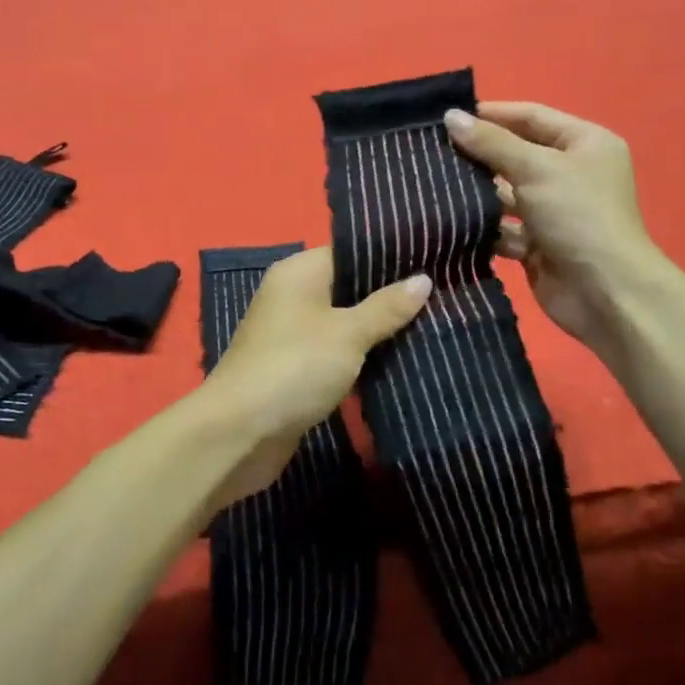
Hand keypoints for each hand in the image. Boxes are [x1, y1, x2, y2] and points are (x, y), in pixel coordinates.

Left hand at [200, 247, 429, 505]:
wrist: (240, 433)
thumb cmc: (295, 367)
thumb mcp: (348, 333)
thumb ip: (386, 307)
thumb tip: (423, 279)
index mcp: (299, 273)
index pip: (350, 251)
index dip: (390, 256)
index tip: (434, 258)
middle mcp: (292, 296)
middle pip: (349, 287)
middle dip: (390, 295)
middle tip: (444, 294)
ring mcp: (292, 335)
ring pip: (345, 323)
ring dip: (379, 329)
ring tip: (434, 324)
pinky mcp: (296, 370)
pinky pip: (337, 353)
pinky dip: (362, 357)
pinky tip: (401, 359)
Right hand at [444, 102, 656, 359]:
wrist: (605, 292)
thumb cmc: (578, 216)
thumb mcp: (536, 168)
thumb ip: (492, 143)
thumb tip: (451, 117)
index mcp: (584, 144)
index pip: (532, 116)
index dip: (492, 114)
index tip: (449, 116)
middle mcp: (571, 173)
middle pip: (517, 155)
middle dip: (479, 155)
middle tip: (432, 151)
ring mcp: (554, 211)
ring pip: (507, 193)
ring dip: (477, 193)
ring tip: (434, 185)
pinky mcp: (538, 244)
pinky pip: (504, 228)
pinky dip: (483, 227)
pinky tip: (449, 222)